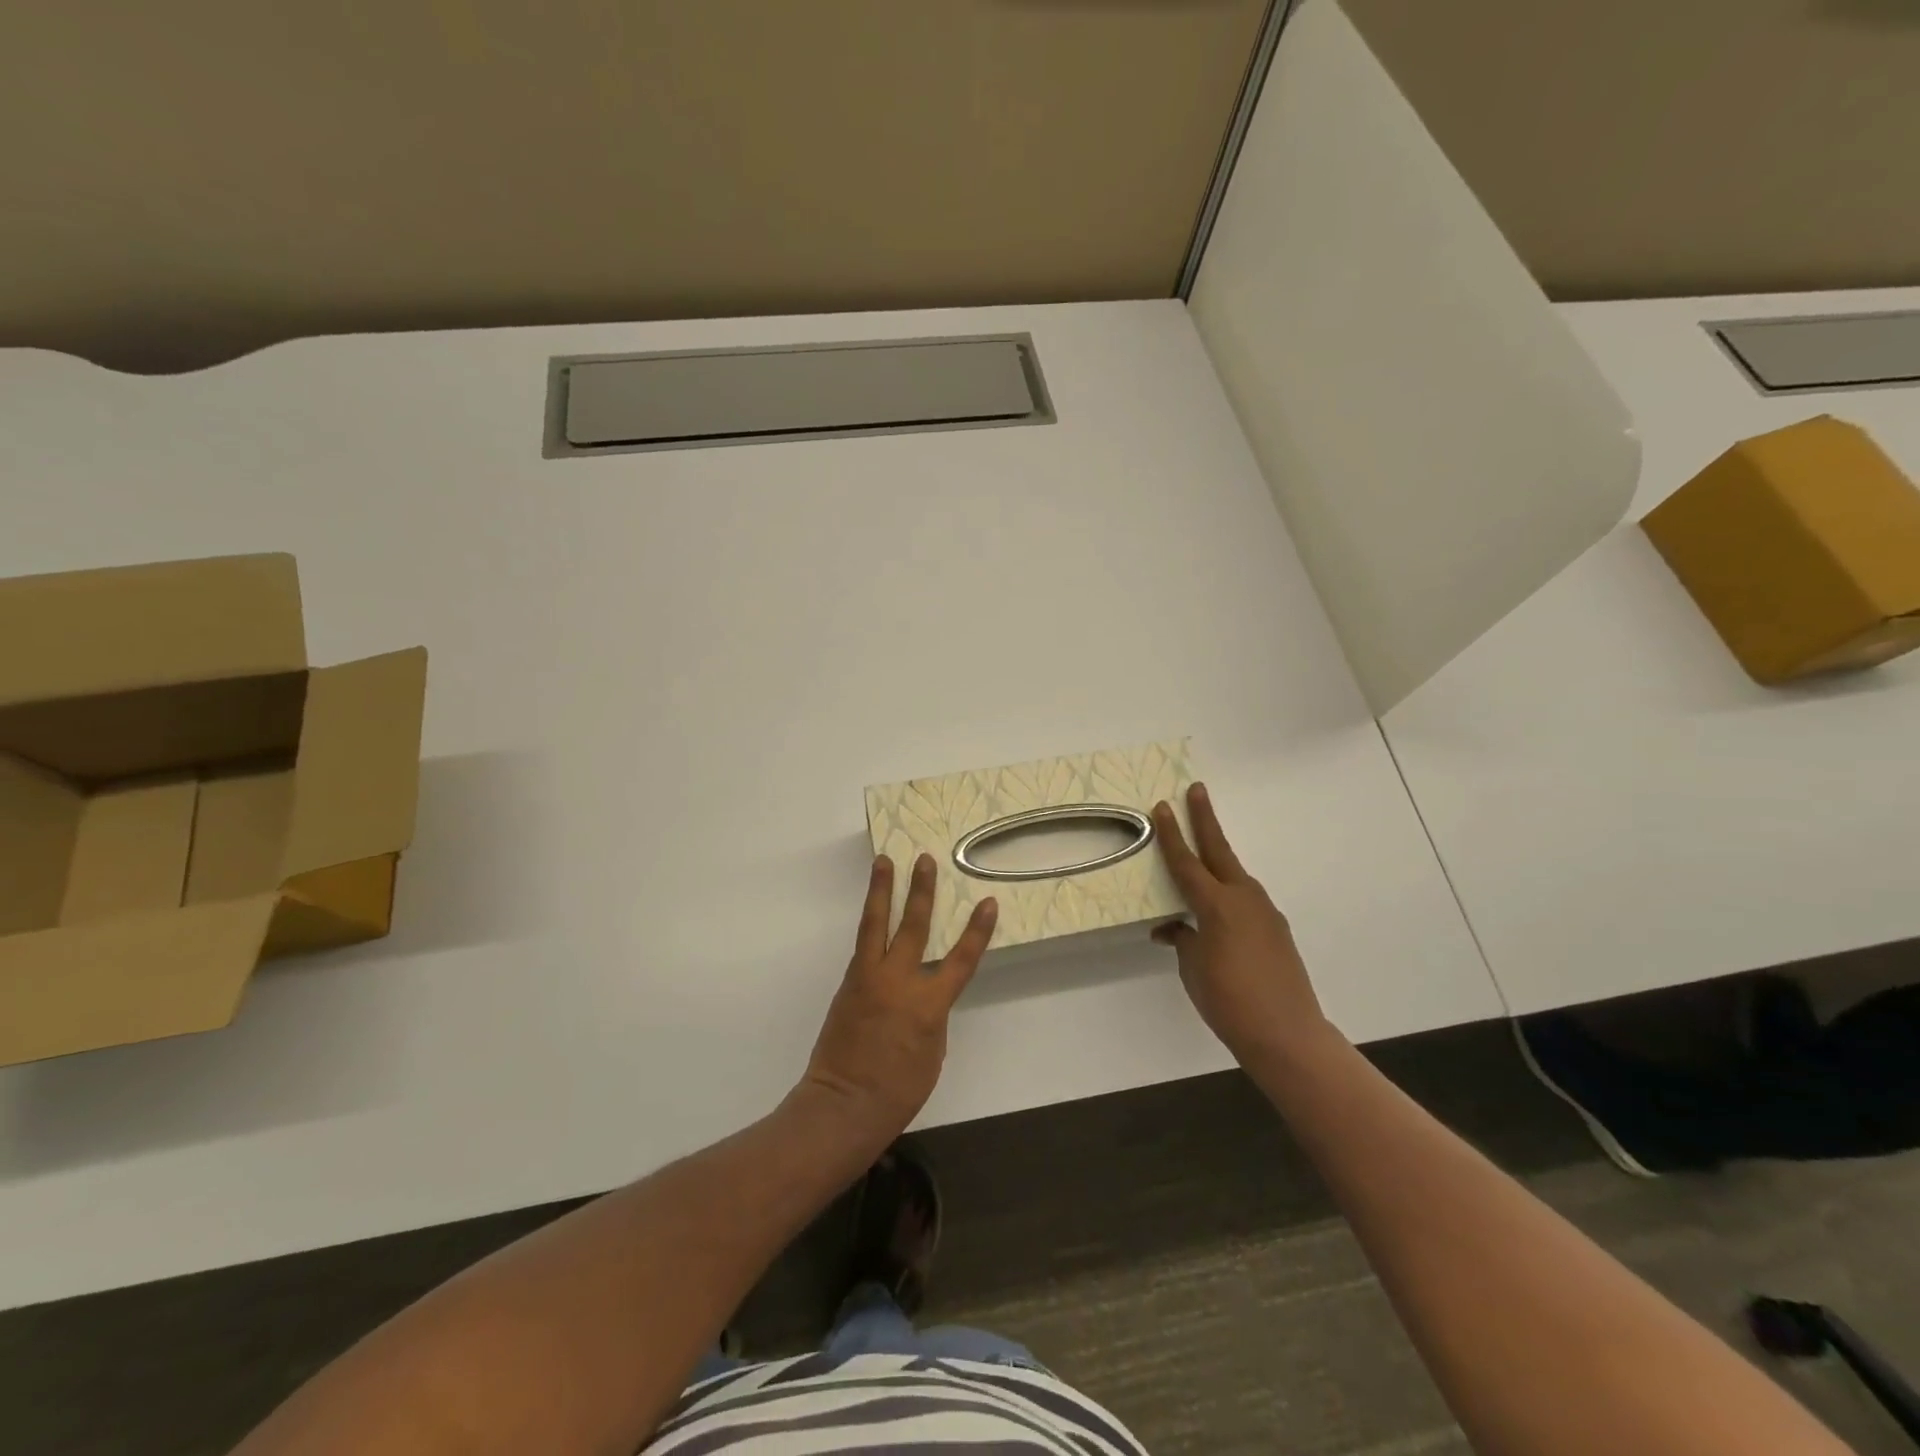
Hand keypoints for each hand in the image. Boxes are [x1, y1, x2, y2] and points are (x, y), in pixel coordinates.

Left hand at [802, 854, 996, 1136]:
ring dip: (882, 890)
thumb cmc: (898, 1090)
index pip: (961, 960)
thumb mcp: (932, 1053)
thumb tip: (923, 993)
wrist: (842, 1104)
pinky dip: (870, 922)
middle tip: (925, 860)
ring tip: (883, 862)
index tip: (987, 902)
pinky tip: (874, 910)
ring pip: (876, 923)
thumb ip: (931, 1015)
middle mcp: (899, 981)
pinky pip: (863, 944)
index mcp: (929, 1004)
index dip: (977, 931)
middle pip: (914, 926)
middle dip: (922, 891)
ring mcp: (869, 978)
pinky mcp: (849, 982)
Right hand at [1152, 783, 1329, 1062]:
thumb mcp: (1192, 968)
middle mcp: (1243, 898)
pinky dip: (1228, 894)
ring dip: (1217, 859)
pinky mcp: (1276, 930)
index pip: (1186, 861)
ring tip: (1200, 853)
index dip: (1172, 834)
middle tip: (1196, 790)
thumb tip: (1174, 928)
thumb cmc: (1228, 1000)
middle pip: (1219, 850)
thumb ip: (1182, 939)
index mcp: (1216, 904)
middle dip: (1206, 819)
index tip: (1163, 806)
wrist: (1287, 1034)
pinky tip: (1218, 911)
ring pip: (1234, 875)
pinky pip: (1245, 900)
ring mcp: (1264, 912)